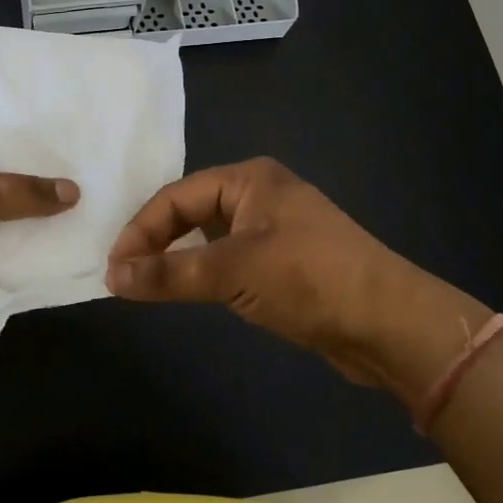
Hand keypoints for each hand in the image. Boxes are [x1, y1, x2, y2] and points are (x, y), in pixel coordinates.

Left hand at [0, 113, 78, 356]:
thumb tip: (74, 191)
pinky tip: (71, 226)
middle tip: (85, 148)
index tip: (58, 110)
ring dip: (36, 202)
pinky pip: (4, 236)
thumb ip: (23, 190)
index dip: (13, 113)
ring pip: (4, 202)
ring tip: (89, 185)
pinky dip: (30, 235)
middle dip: (35, 161)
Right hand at [105, 157, 491, 401]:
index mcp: (248, 179)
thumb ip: (169, 274)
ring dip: (178, 258)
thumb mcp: (232, 272)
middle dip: (156, 241)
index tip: (114, 268)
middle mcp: (259, 194)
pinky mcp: (285, 261)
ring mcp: (274, 228)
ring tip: (148, 284)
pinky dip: (203, 272)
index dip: (140, 231)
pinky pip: (229, 258)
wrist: (390, 323)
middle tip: (126, 277)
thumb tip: (112, 276)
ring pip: (209, 236)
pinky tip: (190, 290)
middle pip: (189, 211)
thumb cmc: (308, 279)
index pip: (175, 197)